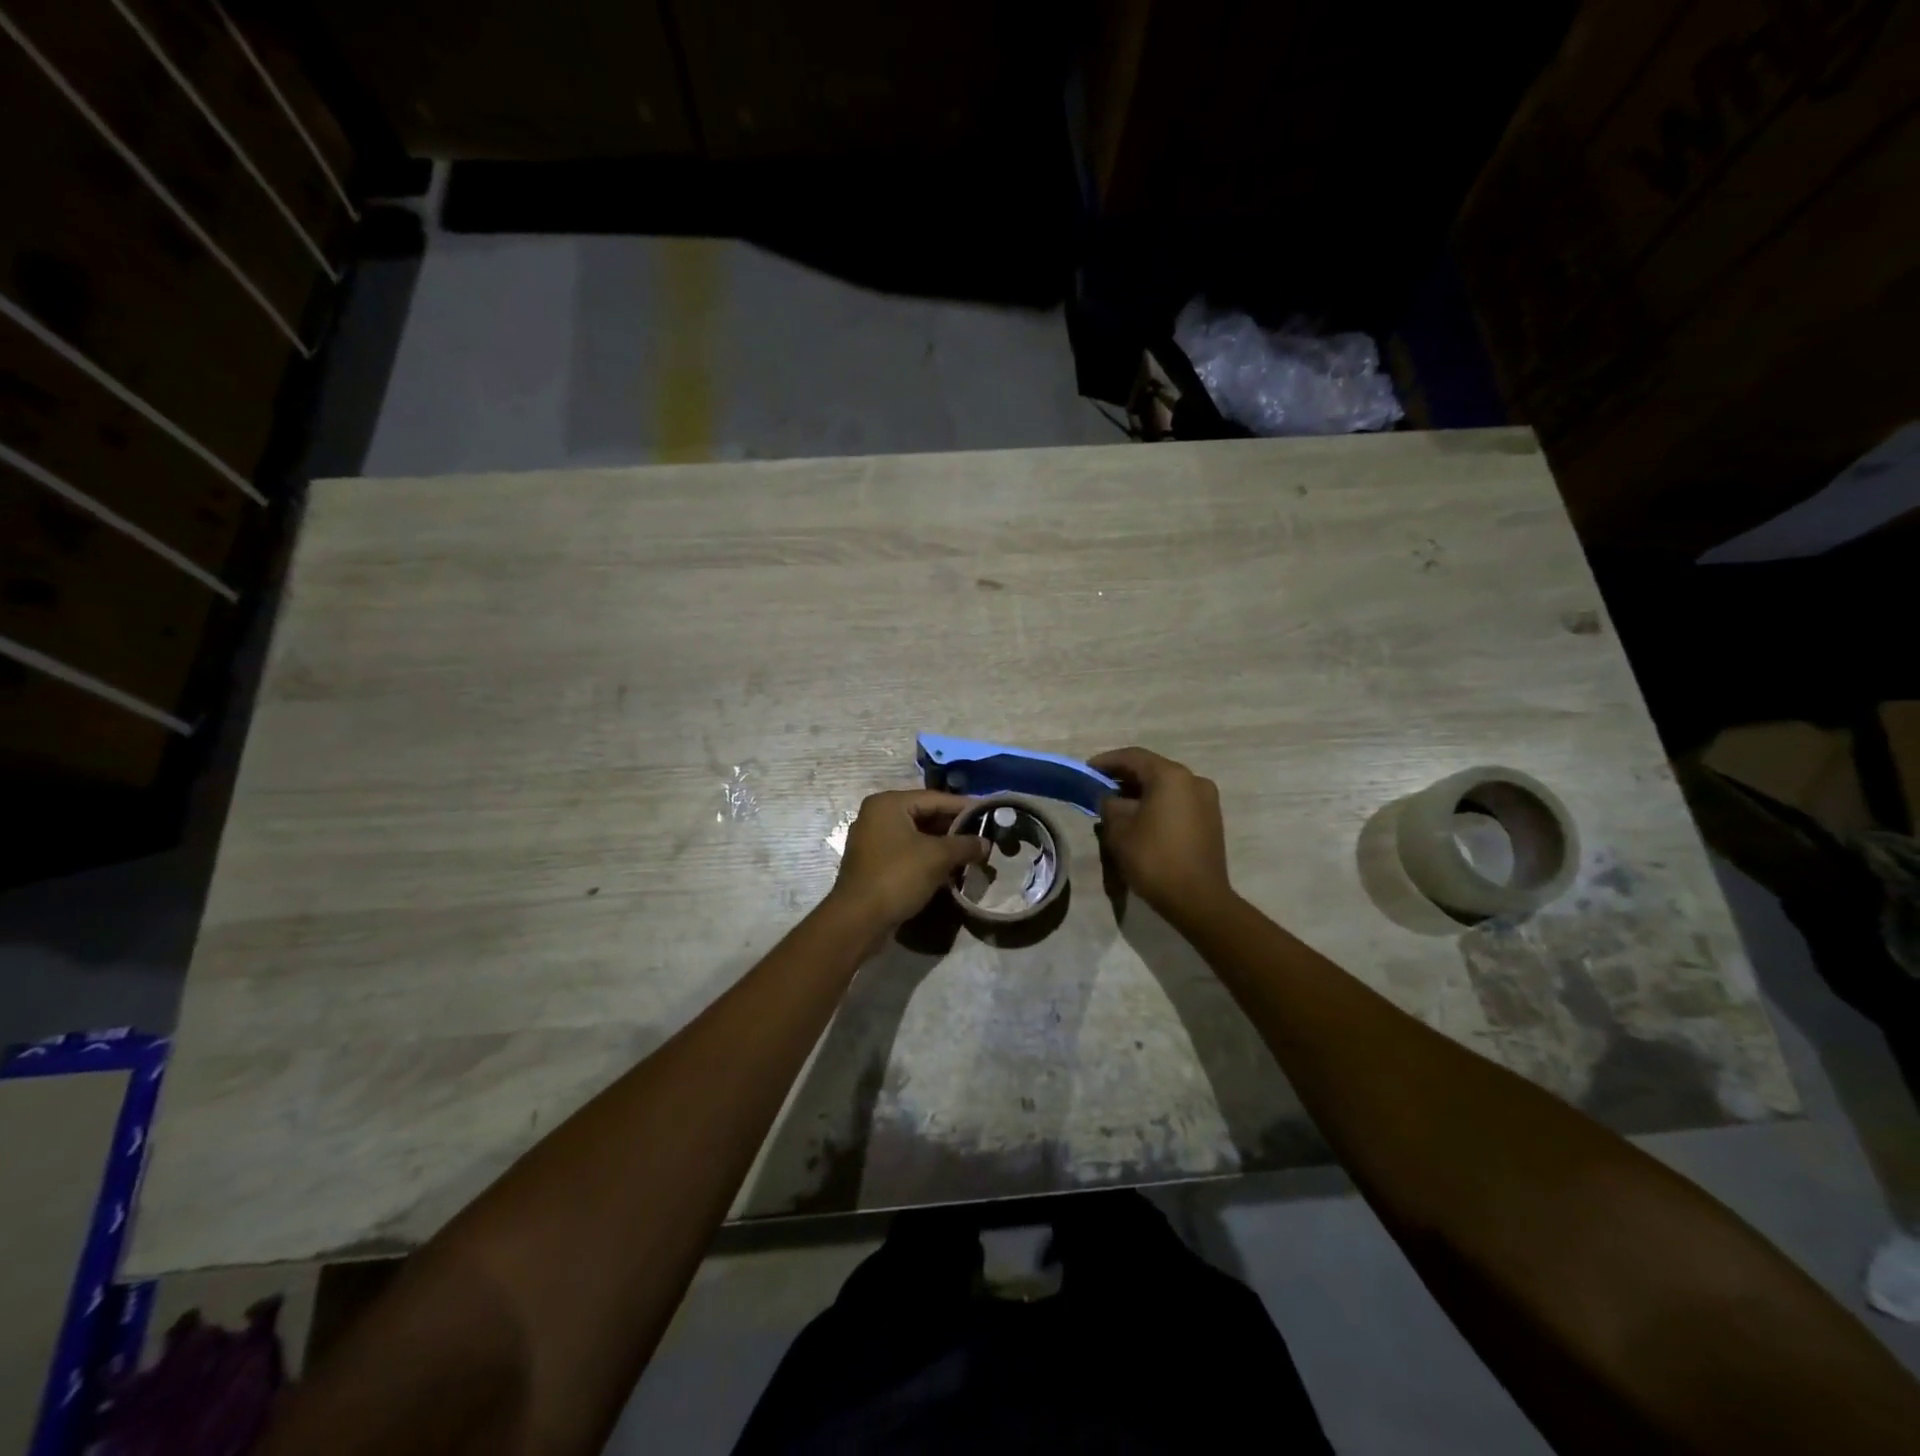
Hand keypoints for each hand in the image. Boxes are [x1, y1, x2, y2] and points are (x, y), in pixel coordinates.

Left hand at [825, 790, 989, 934]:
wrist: (858, 920)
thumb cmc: (897, 877)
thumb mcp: (937, 857)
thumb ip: (965, 845)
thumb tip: (986, 843)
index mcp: (889, 803)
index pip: (935, 798)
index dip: (965, 807)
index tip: (990, 814)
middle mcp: (877, 815)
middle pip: (925, 815)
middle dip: (954, 828)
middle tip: (983, 837)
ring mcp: (873, 840)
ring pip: (917, 835)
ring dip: (943, 845)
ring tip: (971, 854)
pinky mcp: (874, 863)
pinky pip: (907, 852)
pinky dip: (928, 857)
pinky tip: (949, 869)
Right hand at [1090, 747, 1232, 918]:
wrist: (1198, 899)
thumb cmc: (1154, 858)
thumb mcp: (1119, 830)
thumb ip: (1109, 805)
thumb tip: (1111, 799)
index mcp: (1170, 776)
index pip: (1133, 757)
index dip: (1106, 761)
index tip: (1087, 770)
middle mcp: (1193, 780)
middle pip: (1152, 770)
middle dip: (1124, 777)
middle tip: (1100, 788)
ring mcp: (1206, 800)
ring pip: (1166, 787)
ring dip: (1141, 792)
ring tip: (1117, 807)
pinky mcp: (1211, 820)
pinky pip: (1178, 802)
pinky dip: (1157, 804)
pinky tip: (1140, 820)